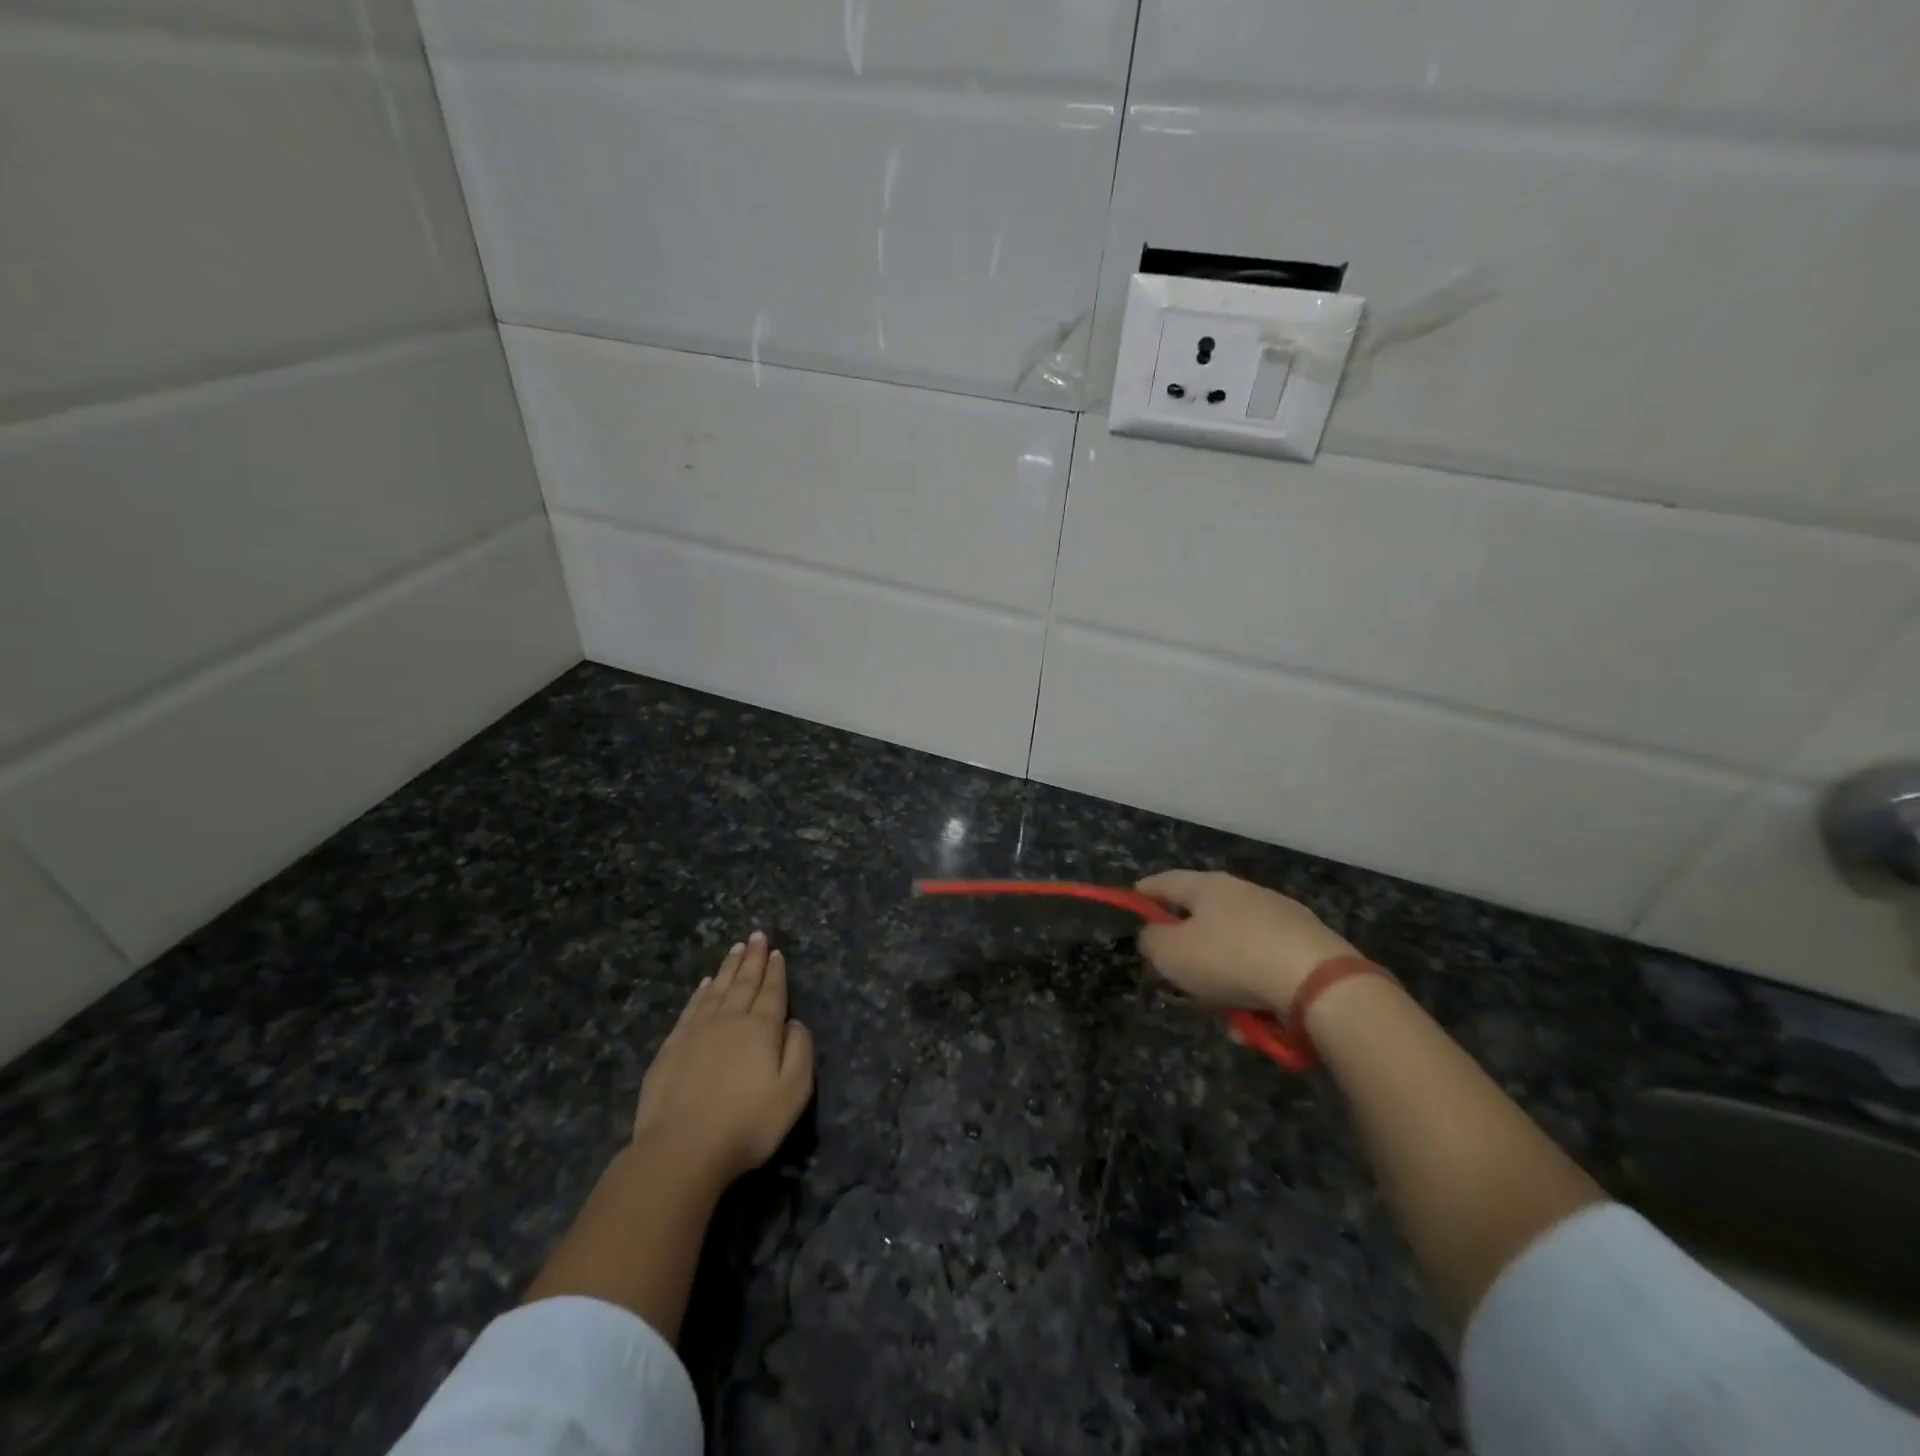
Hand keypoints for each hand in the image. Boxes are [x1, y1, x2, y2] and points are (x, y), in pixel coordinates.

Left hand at [632, 932, 814, 1184]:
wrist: (682, 1148)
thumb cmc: (747, 1123)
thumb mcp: (793, 1091)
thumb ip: (800, 1050)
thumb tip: (794, 1022)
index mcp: (762, 1029)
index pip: (772, 992)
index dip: (775, 971)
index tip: (776, 951)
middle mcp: (730, 1020)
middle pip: (744, 983)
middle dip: (753, 958)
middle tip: (756, 936)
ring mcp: (697, 1031)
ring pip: (718, 990)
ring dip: (729, 968)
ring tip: (736, 949)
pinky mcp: (672, 1047)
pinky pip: (692, 1008)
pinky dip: (701, 992)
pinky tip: (705, 984)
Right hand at [1135, 870, 1356, 1013]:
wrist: (1320, 985)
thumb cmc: (1232, 960)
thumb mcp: (1172, 954)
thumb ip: (1152, 942)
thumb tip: (1154, 936)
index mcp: (1208, 886)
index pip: (1166, 881)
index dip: (1144, 892)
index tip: (1132, 900)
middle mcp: (1245, 893)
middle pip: (1204, 915)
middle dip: (1188, 945)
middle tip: (1176, 972)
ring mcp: (1281, 918)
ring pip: (1236, 948)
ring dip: (1224, 977)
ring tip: (1222, 1013)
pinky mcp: (1309, 946)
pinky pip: (1266, 969)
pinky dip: (1256, 990)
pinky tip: (1256, 1020)